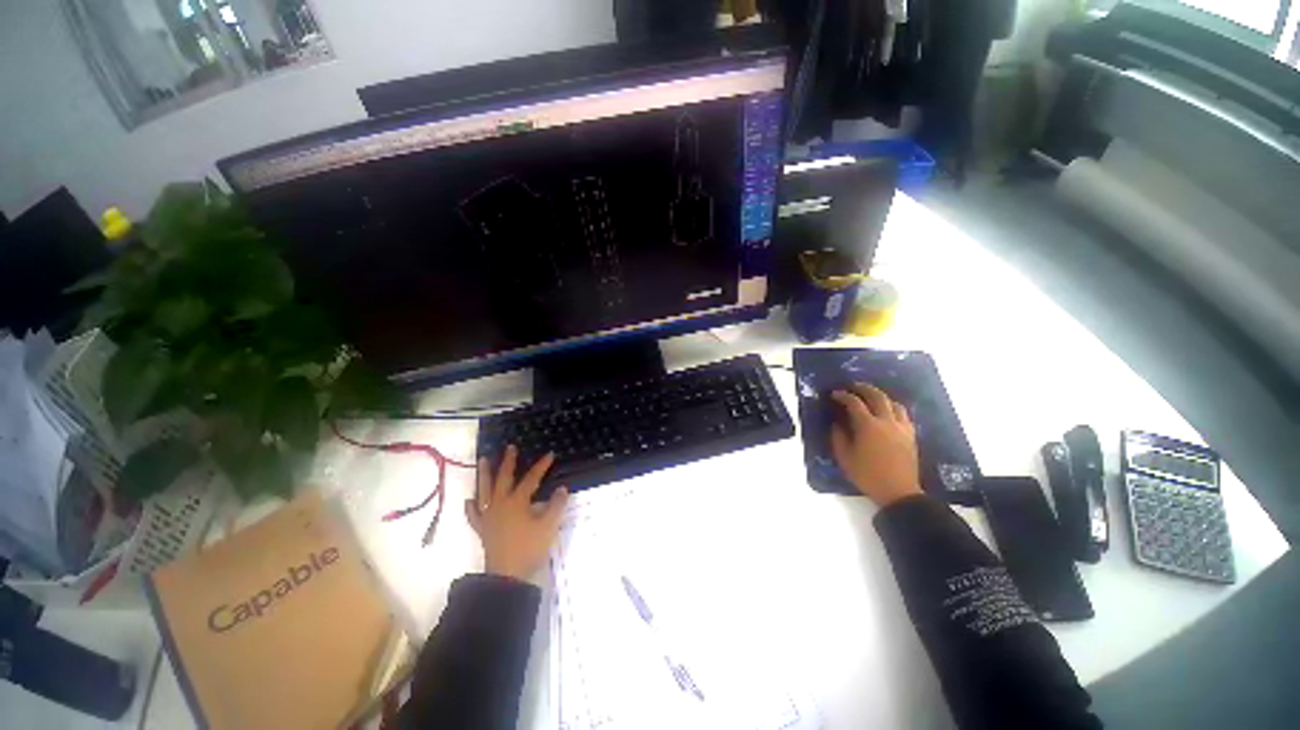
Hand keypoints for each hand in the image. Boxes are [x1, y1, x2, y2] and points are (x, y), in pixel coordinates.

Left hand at [466, 445, 569, 580]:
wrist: (507, 576)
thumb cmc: (529, 548)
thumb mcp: (548, 526)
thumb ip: (556, 506)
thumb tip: (562, 488)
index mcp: (517, 502)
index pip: (531, 479)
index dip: (541, 466)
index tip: (550, 454)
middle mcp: (500, 504)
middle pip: (504, 478)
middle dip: (508, 462)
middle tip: (510, 447)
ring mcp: (489, 516)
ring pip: (485, 491)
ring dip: (484, 474)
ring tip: (483, 460)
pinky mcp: (483, 529)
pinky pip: (474, 515)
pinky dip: (471, 506)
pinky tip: (468, 500)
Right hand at [830, 384, 921, 506]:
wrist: (898, 492)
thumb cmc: (867, 475)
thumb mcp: (844, 457)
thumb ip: (838, 437)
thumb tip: (837, 423)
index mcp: (868, 426)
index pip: (854, 403)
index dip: (843, 395)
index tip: (835, 394)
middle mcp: (887, 422)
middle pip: (877, 396)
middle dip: (863, 388)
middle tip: (853, 387)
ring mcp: (902, 428)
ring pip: (893, 403)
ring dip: (881, 397)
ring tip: (871, 398)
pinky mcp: (911, 435)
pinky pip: (903, 415)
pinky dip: (893, 408)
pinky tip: (888, 413)